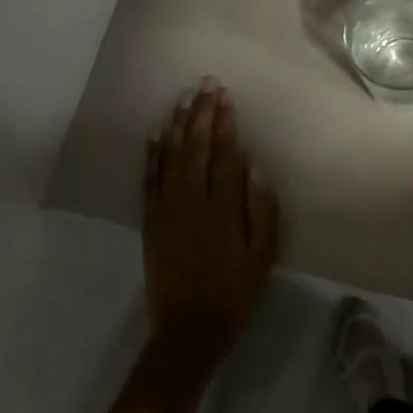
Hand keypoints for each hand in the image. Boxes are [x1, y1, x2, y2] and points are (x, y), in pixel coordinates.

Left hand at [143, 78, 280, 371]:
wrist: (189, 328)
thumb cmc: (234, 290)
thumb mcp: (262, 254)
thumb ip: (261, 210)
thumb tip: (255, 168)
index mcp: (222, 206)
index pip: (223, 153)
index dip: (224, 122)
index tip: (225, 97)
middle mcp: (191, 199)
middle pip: (195, 146)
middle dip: (201, 112)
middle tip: (206, 84)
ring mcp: (167, 208)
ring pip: (170, 155)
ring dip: (177, 124)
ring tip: (183, 98)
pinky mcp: (151, 220)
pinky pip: (149, 178)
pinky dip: (152, 153)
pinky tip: (156, 133)